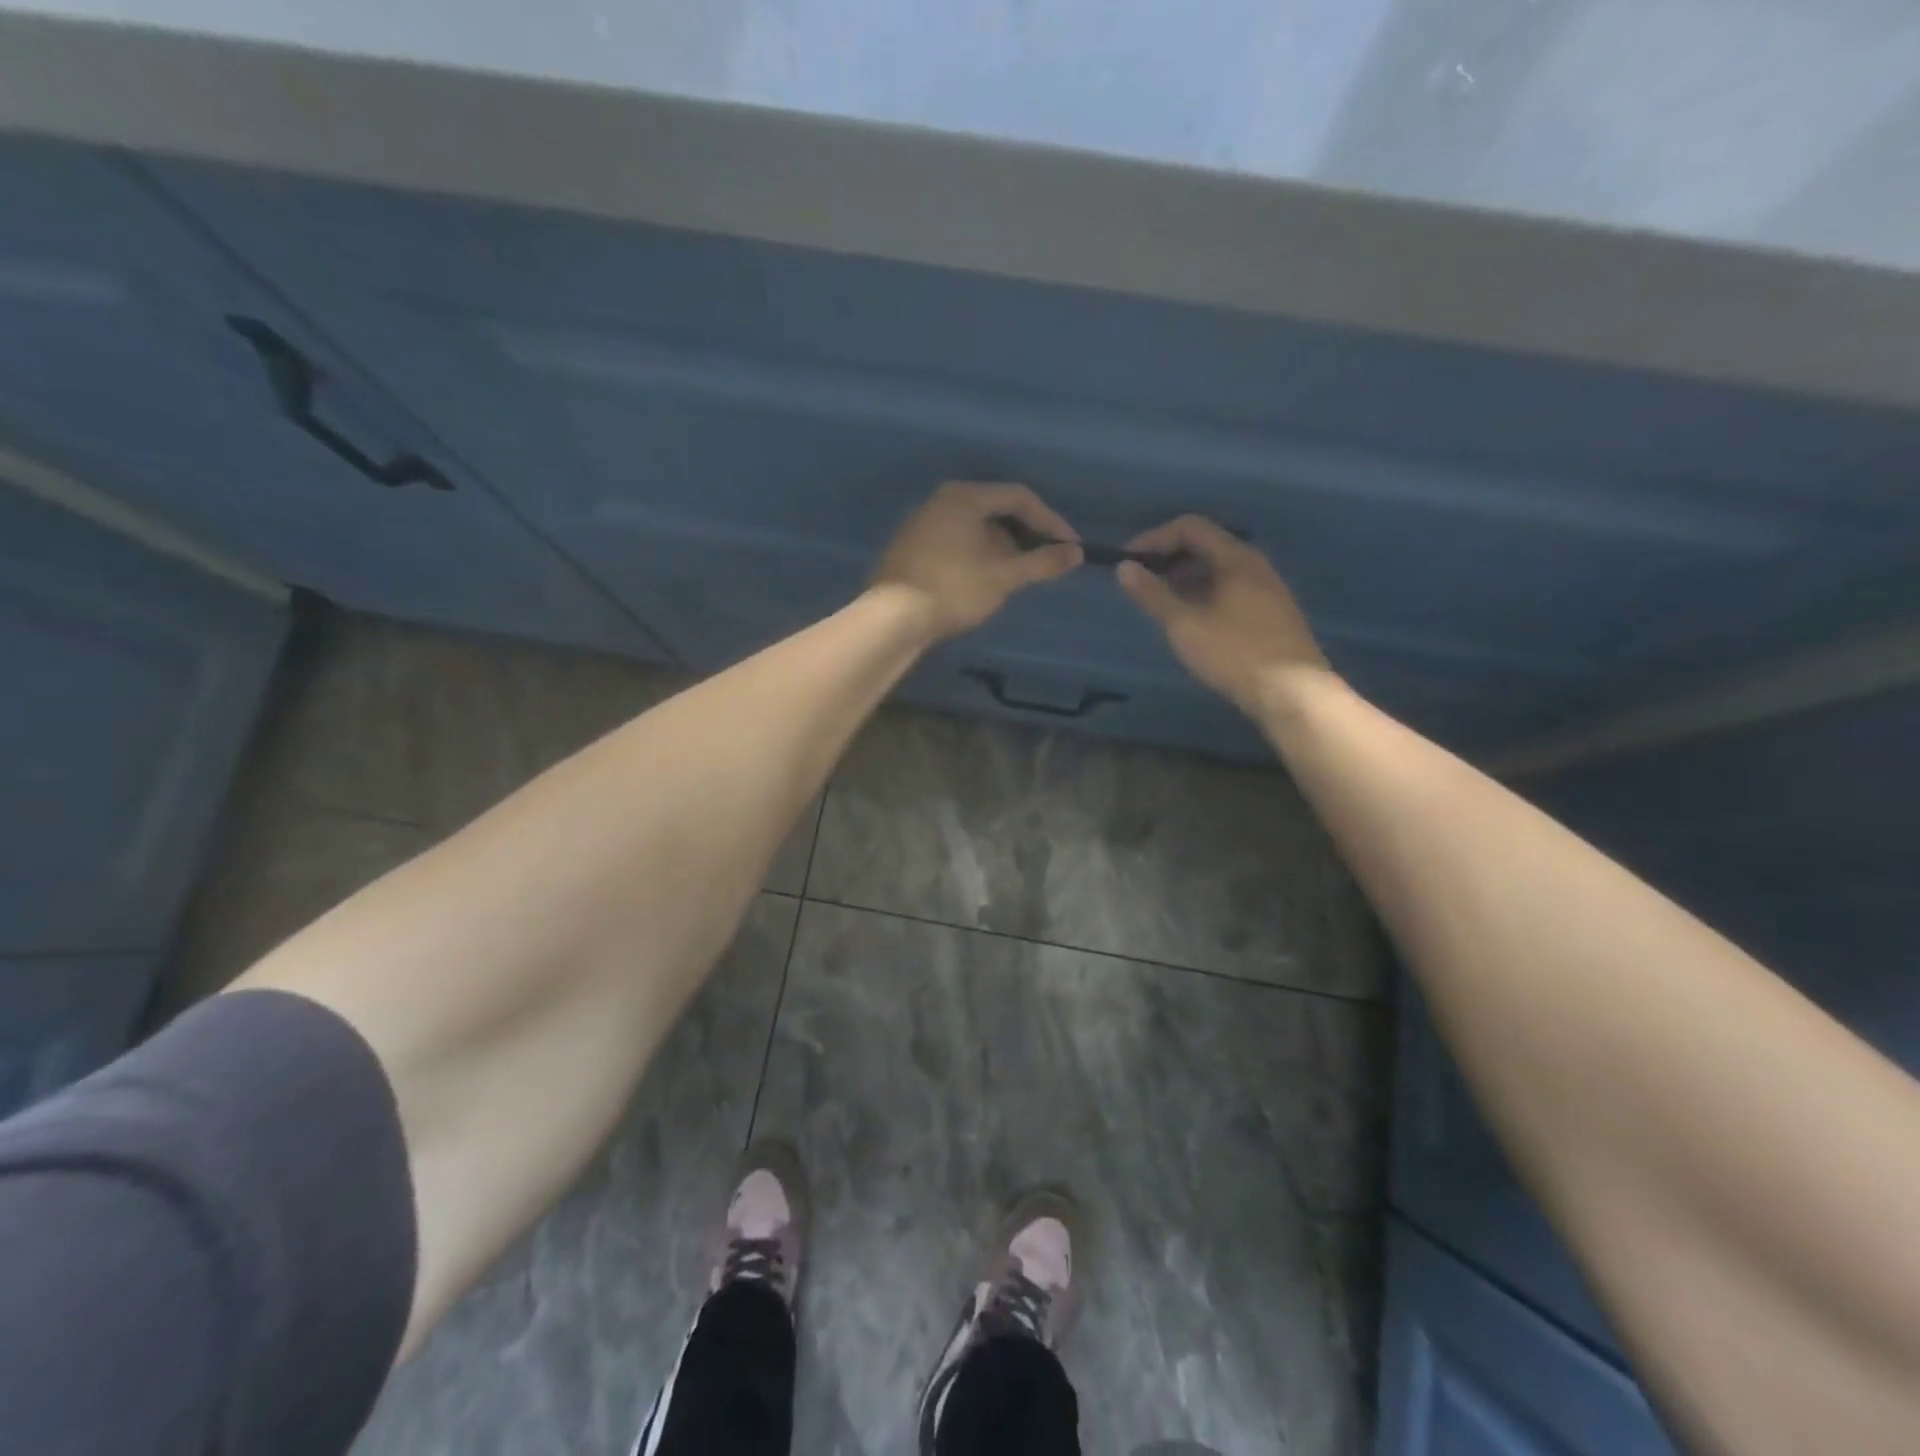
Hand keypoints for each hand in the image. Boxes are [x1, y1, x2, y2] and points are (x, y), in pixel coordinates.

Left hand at [872, 481, 1082, 640]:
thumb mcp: (1004, 576)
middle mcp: (940, 501)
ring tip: (1019, 575)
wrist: (893, 618)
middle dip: (1025, 535)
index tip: (1069, 547)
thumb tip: (1076, 553)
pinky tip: (985, 581)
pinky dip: (978, 555)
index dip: (1049, 520)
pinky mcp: (911, 548)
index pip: (1018, 497)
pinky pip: (955, 542)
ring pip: (974, 528)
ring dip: (1002, 548)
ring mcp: (922, 524)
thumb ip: (1042, 562)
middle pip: (995, 510)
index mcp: (964, 496)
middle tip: (1045, 560)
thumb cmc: (954, 588)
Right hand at [1115, 516, 1331, 716]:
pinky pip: (1232, 590)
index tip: (1129, 559)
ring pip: (1220, 570)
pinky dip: (1205, 594)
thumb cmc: (1234, 653)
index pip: (1191, 527)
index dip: (1155, 537)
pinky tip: (1193, 622)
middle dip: (1170, 558)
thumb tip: (1124, 567)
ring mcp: (1268, 589)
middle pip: (1207, 546)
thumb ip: (1152, 594)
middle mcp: (1256, 565)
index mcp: (1236, 558)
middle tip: (1142, 582)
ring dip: (1186, 579)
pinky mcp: (1273, 614)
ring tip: (1162, 604)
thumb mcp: (1184, 624)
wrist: (1294, 693)